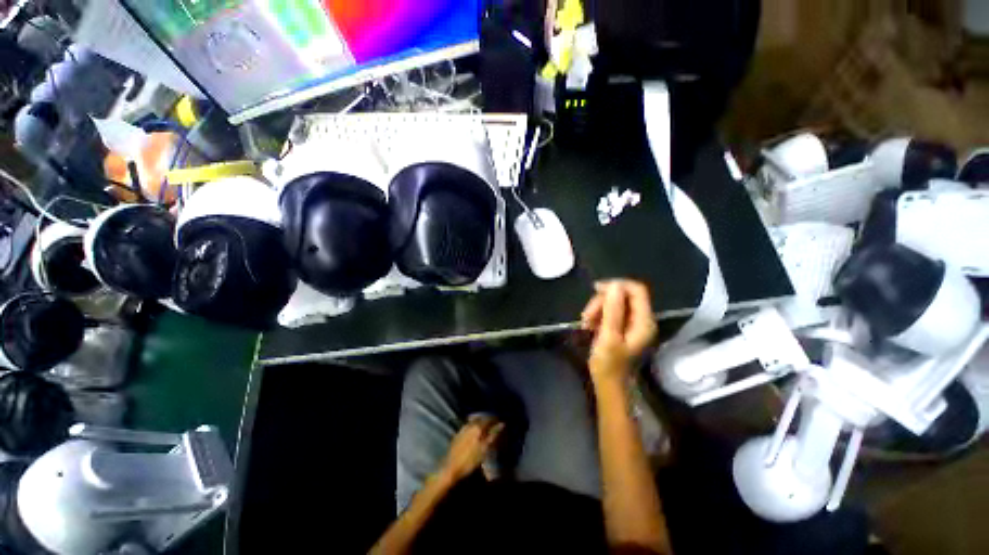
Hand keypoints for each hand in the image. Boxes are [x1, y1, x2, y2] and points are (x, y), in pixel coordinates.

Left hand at [439, 415, 504, 482]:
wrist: (450, 468)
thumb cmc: (469, 461)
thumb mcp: (484, 449)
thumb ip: (493, 435)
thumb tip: (502, 424)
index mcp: (477, 427)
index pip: (489, 419)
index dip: (495, 420)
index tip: (500, 422)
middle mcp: (470, 425)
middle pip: (481, 418)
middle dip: (488, 419)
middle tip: (494, 424)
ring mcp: (463, 429)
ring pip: (474, 421)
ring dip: (481, 422)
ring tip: (486, 427)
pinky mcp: (458, 434)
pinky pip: (469, 425)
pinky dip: (474, 425)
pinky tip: (475, 431)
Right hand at [580, 281, 657, 385]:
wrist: (609, 385)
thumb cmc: (609, 364)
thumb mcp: (608, 336)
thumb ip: (613, 310)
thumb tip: (614, 285)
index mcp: (644, 321)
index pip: (636, 290)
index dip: (617, 285)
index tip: (596, 290)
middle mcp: (641, 320)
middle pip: (623, 296)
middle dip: (602, 301)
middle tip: (586, 316)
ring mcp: (632, 324)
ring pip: (614, 303)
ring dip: (597, 309)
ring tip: (586, 323)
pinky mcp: (622, 328)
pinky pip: (610, 312)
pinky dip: (598, 315)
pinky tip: (589, 326)